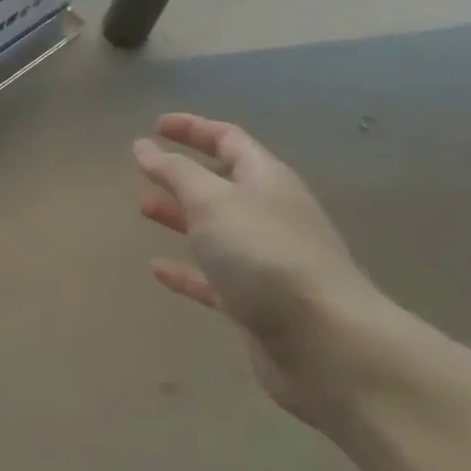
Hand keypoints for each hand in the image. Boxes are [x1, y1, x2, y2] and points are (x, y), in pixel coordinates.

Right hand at [134, 114, 402, 424]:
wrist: (326, 344)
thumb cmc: (265, 255)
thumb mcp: (212, 201)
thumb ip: (175, 172)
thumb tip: (144, 146)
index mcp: (266, 180)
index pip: (228, 139)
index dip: (193, 129)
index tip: (156, 127)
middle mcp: (269, 214)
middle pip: (222, 183)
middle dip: (183, 175)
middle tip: (144, 173)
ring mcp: (265, 261)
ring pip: (215, 230)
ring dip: (181, 216)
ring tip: (144, 209)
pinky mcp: (256, 303)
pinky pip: (213, 279)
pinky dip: (186, 271)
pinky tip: (157, 269)